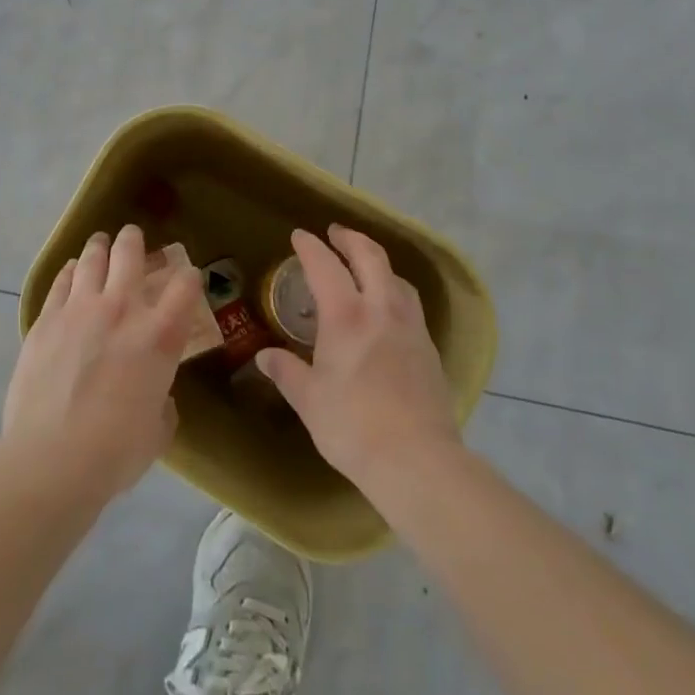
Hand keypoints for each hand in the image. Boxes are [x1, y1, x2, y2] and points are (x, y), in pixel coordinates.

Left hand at [3, 226, 203, 501]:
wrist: (51, 458)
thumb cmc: (115, 451)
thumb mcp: (157, 430)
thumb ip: (162, 403)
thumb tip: (156, 396)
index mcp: (160, 335)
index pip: (185, 285)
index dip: (189, 276)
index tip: (187, 277)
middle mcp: (123, 309)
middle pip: (131, 253)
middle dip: (135, 240)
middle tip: (133, 239)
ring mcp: (80, 308)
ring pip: (92, 258)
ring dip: (100, 246)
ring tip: (100, 243)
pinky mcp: (46, 318)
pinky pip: (61, 281)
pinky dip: (70, 271)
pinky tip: (72, 270)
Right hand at [256, 226, 461, 492]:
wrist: (418, 460)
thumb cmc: (353, 426)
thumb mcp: (309, 400)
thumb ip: (287, 372)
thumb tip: (265, 357)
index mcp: (346, 316)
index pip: (325, 265)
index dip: (310, 246)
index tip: (299, 236)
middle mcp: (381, 309)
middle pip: (370, 256)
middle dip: (350, 238)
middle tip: (335, 233)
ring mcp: (411, 327)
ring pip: (396, 277)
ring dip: (377, 262)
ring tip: (364, 267)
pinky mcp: (429, 348)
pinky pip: (409, 303)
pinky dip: (393, 291)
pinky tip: (387, 310)